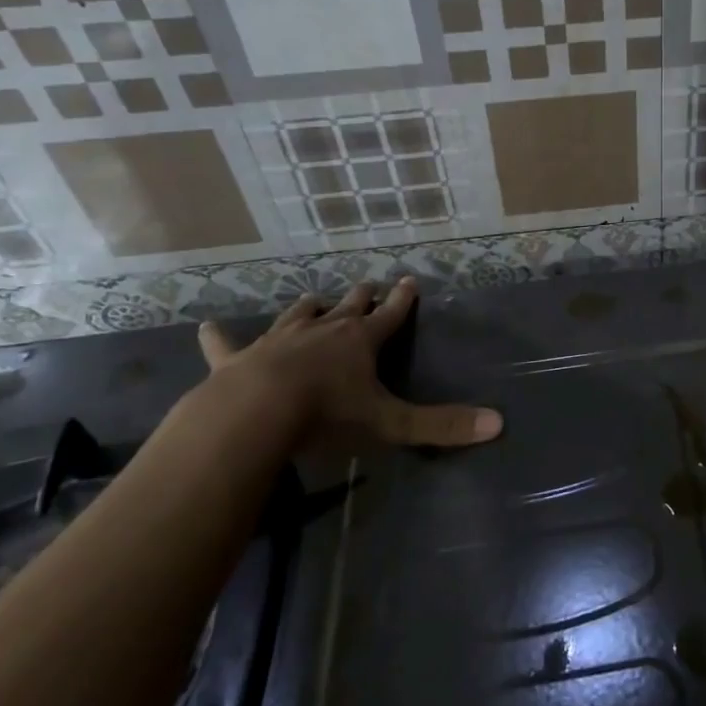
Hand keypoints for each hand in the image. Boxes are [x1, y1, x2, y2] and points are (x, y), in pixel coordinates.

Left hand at [197, 280, 502, 450]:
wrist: (255, 414)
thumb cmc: (328, 415)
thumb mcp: (391, 424)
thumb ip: (441, 426)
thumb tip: (499, 424)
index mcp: (360, 341)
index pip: (390, 315)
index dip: (402, 300)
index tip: (409, 280)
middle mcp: (322, 331)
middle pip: (347, 307)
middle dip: (361, 297)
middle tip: (368, 284)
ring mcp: (278, 340)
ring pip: (297, 314)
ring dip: (308, 307)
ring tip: (314, 299)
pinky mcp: (237, 359)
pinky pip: (226, 345)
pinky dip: (219, 339)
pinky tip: (206, 329)